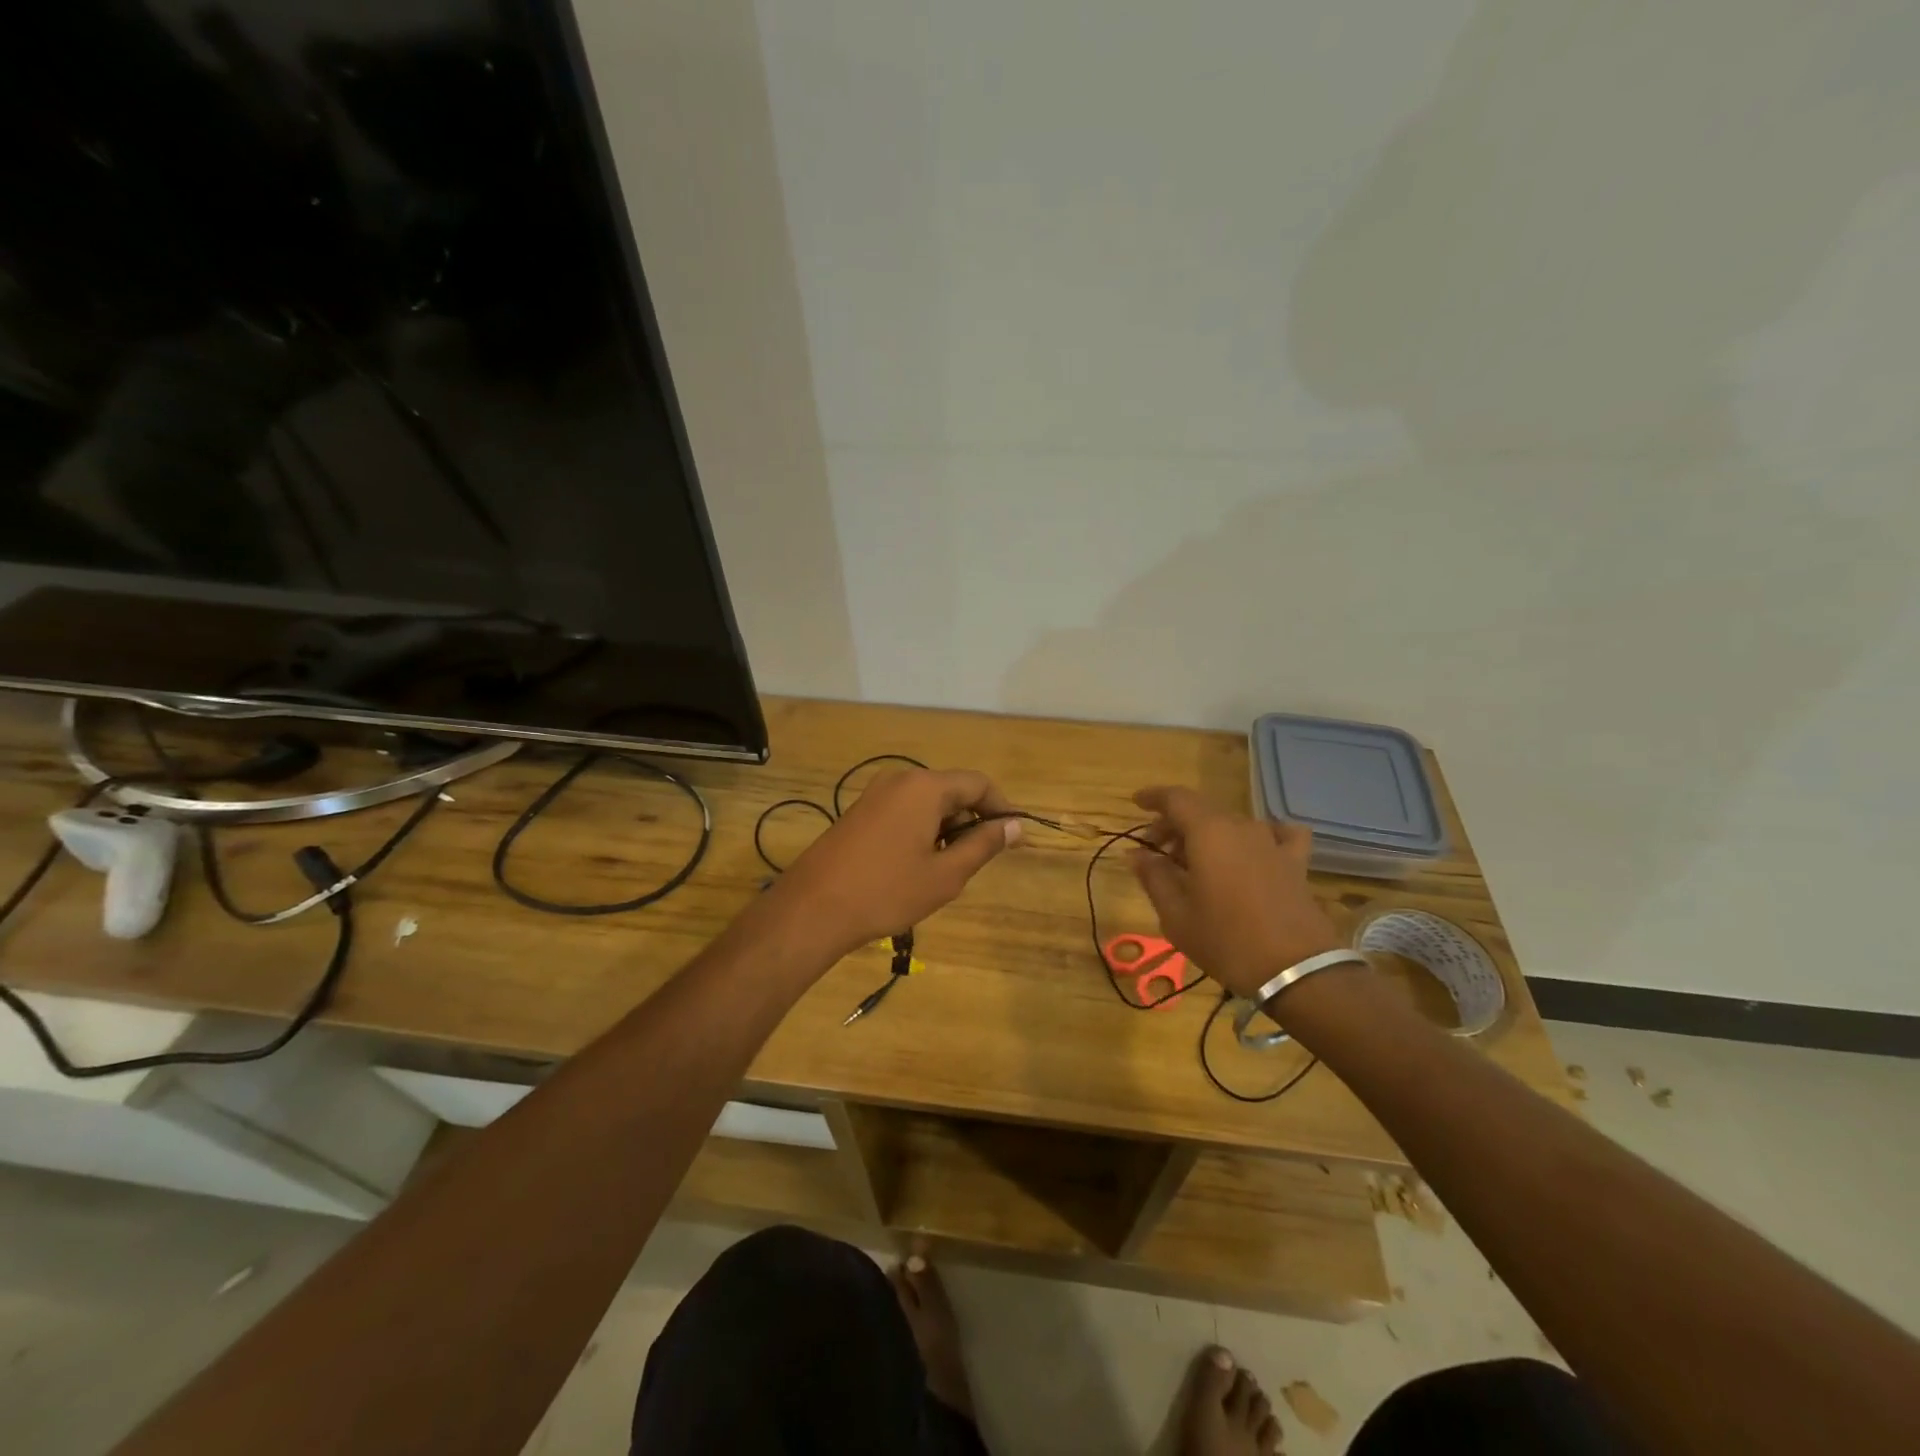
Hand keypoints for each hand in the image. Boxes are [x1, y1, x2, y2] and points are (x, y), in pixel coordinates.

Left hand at [768, 768, 1021, 958]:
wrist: (813, 907)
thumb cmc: (887, 891)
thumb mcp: (945, 874)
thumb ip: (984, 845)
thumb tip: (1015, 826)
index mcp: (925, 787)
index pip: (978, 784)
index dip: (1001, 808)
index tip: (1013, 838)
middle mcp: (900, 780)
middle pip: (952, 790)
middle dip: (970, 821)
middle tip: (975, 862)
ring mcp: (876, 794)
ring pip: (927, 803)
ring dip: (945, 829)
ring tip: (943, 870)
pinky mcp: (860, 811)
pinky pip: (904, 811)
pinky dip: (920, 831)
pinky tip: (913, 866)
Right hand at [1129, 786, 1346, 1002]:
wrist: (1295, 971)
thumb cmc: (1225, 940)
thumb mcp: (1176, 915)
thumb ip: (1154, 877)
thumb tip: (1136, 854)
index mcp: (1208, 832)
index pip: (1176, 798)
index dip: (1154, 797)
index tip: (1137, 803)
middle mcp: (1241, 827)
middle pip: (1201, 811)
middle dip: (1174, 824)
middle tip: (1156, 850)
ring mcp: (1272, 842)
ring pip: (1231, 824)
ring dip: (1207, 835)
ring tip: (1195, 862)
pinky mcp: (1295, 862)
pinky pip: (1277, 835)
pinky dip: (1260, 836)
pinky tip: (1255, 850)